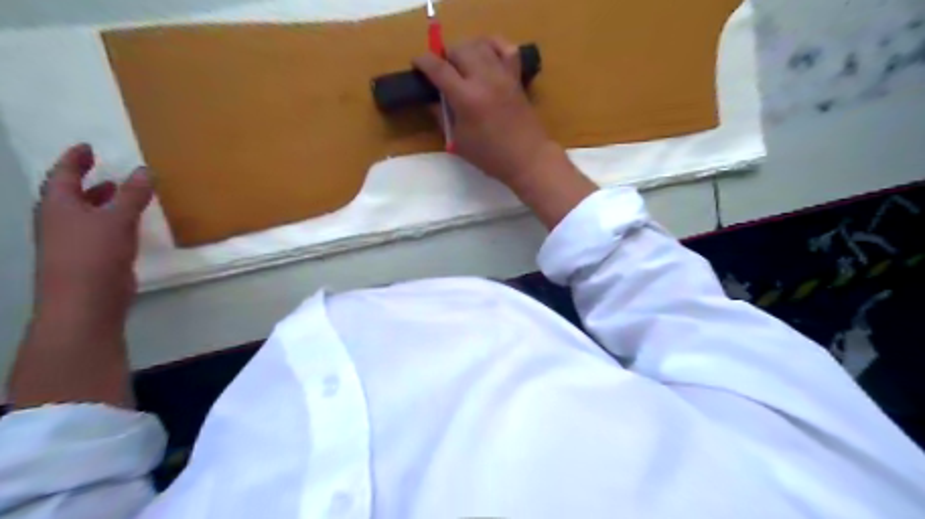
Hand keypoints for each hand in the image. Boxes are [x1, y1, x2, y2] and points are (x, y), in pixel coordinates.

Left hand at [32, 142, 152, 328]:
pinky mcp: (88, 257)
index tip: (87, 147)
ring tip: (120, 194)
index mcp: (59, 205)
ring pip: (84, 214)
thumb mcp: (117, 219)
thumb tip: (145, 170)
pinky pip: (98, 230)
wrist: (86, 299)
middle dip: (86, 182)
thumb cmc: (95, 253)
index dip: (75, 160)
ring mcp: (71, 241)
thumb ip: (133, 195)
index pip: (64, 175)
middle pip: (70, 195)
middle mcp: (60, 220)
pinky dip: (111, 221)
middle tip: (103, 170)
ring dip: (101, 202)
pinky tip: (129, 224)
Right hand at [414, 36, 600, 228]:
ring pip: (480, 44)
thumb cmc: (490, 156)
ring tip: (462, 64)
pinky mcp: (516, 77)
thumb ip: (442, 116)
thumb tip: (432, 100)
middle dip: (445, 56)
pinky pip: (506, 48)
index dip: (423, 61)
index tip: (416, 63)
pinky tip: (486, 54)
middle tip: (442, 71)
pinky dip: (493, 45)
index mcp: (466, 98)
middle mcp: (484, 79)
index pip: (438, 68)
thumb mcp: (459, 141)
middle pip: (459, 49)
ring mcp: (503, 75)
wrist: (527, 158)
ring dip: (466, 49)